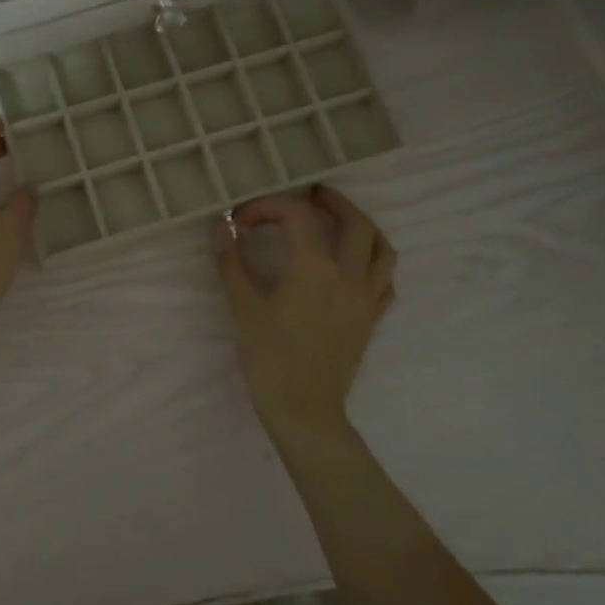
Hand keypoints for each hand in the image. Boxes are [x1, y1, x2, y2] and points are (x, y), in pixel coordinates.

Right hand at [214, 185, 396, 434]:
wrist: (304, 411)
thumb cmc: (269, 359)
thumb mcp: (243, 308)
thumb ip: (231, 263)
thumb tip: (219, 228)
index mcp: (314, 268)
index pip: (297, 215)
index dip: (268, 207)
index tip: (242, 221)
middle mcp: (349, 275)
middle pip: (354, 221)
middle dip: (331, 201)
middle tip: (309, 194)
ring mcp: (366, 298)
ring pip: (380, 247)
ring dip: (361, 225)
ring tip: (338, 222)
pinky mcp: (372, 318)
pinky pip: (385, 279)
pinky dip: (372, 262)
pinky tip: (354, 265)